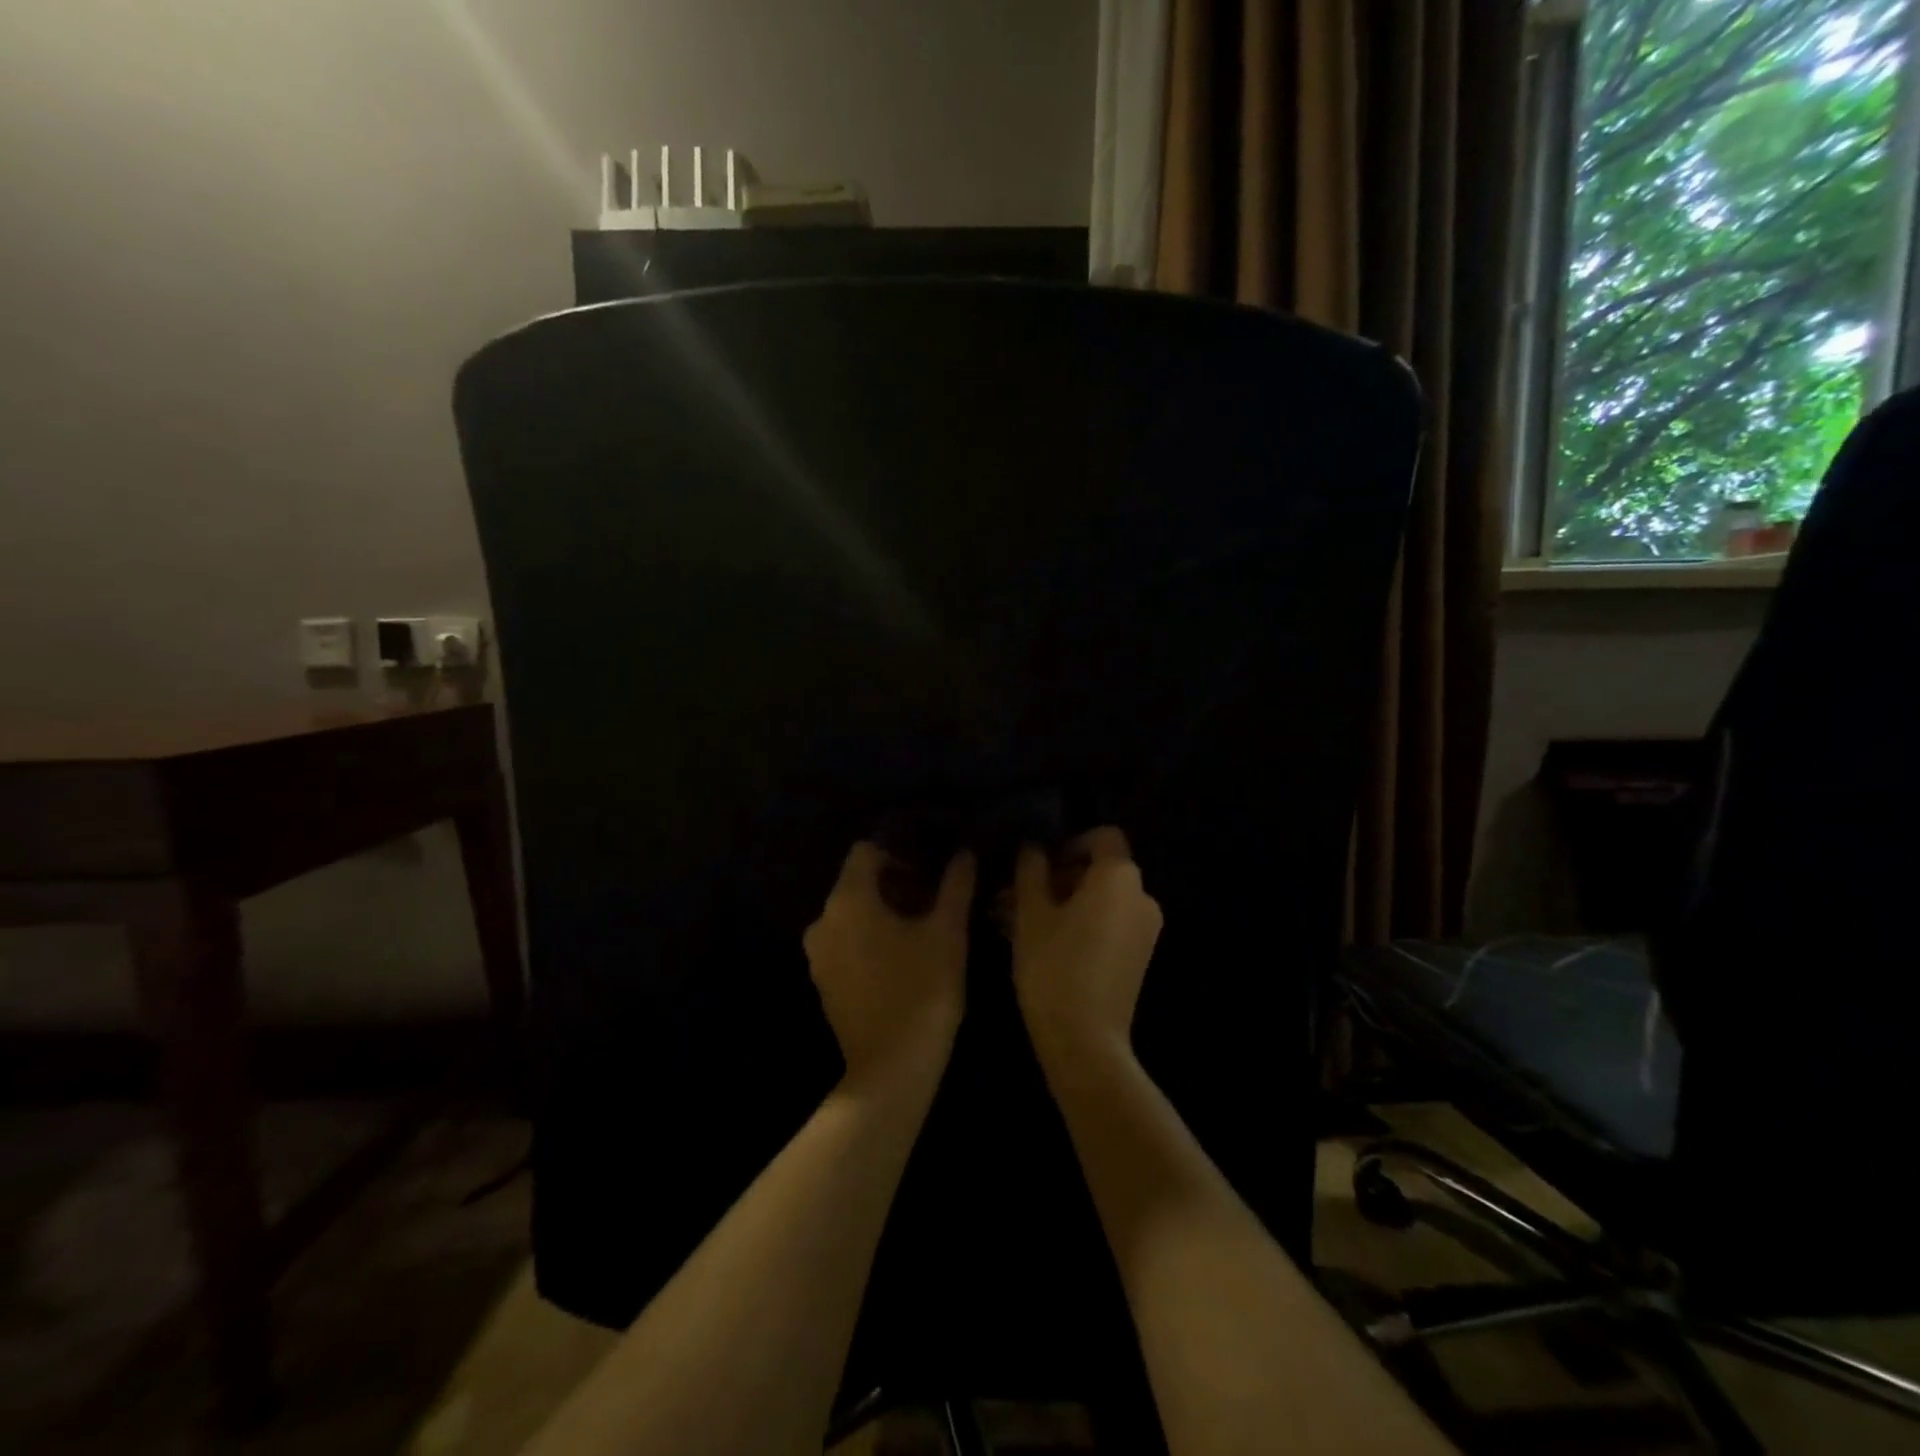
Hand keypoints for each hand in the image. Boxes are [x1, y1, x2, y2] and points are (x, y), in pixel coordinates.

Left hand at [804, 842, 974, 1084]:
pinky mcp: (824, 982)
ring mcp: (818, 955)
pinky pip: (845, 942)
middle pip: (857, 883)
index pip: (865, 852)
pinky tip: (902, 957)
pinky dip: (869, 938)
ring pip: (852, 914)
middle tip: (934, 898)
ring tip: (922, 927)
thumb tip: (964, 854)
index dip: (898, 853)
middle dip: (895, 884)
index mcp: (848, 900)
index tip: (929, 869)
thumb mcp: (947, 933)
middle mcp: (823, 921)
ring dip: (883, 912)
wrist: (891, 1069)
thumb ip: (955, 887)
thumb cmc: (922, 991)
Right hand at [1011, 827, 1163, 1069]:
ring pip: (1100, 900)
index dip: (1069, 843)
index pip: (1102, 837)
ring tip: (1018, 921)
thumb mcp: (1031, 913)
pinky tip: (1041, 942)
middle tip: (1016, 896)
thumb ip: (1031, 870)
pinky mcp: (1138, 957)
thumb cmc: (1054, 967)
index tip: (1038, 864)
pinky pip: (1108, 924)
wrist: (1085, 1042)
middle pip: (1099, 870)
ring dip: (1062, 902)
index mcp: (1119, 877)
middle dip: (1057, 877)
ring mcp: (1144, 929)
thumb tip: (1032, 846)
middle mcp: (1142, 897)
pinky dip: (1080, 923)